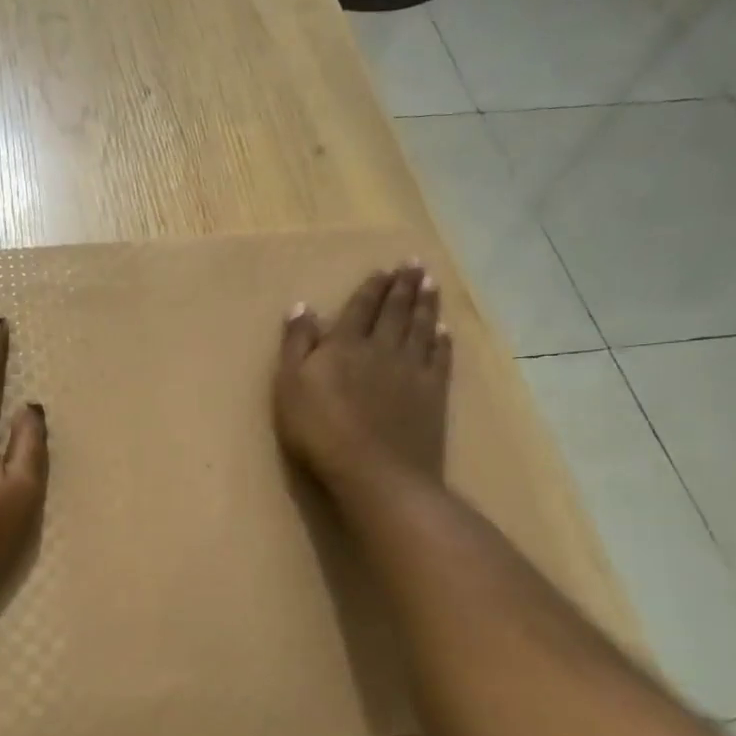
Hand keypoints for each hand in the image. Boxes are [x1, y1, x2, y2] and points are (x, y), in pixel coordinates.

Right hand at [274, 264, 452, 499]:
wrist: (375, 472)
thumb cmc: (320, 430)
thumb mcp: (291, 385)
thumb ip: (296, 344)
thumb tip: (302, 306)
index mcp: (345, 345)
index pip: (361, 308)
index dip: (371, 287)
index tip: (384, 269)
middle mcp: (382, 348)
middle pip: (395, 311)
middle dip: (404, 286)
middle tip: (415, 264)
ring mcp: (411, 371)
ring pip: (421, 328)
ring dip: (426, 304)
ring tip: (432, 284)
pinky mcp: (432, 394)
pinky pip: (440, 358)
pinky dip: (442, 341)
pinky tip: (445, 330)